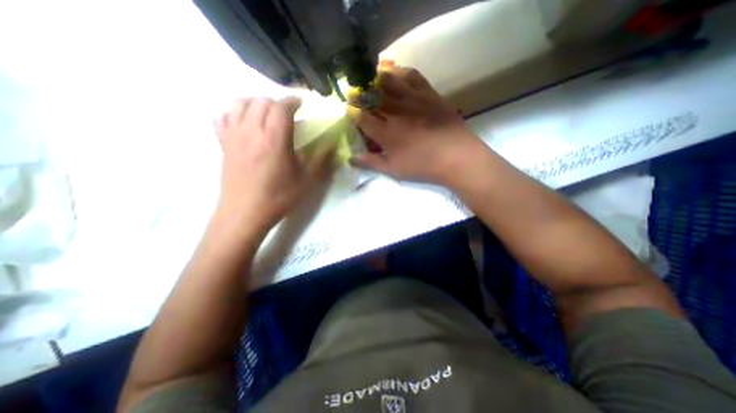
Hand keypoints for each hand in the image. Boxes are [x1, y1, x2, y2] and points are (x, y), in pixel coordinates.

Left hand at [213, 98, 333, 238]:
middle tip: (287, 114)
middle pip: (261, 101)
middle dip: (277, 102)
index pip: (281, 106)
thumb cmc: (279, 197)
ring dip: (255, 103)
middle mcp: (251, 130)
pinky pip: (222, 118)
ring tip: (265, 114)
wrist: (246, 213)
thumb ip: (321, 159)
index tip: (301, 103)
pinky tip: (243, 124)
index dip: (293, 100)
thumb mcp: (307, 180)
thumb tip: (332, 144)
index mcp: (274, 138)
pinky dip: (234, 114)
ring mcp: (233, 136)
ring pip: (239, 104)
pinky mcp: (222, 144)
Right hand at [348, 62, 487, 185]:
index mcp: (385, 132)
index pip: (362, 118)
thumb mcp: (394, 170)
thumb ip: (371, 163)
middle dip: (359, 94)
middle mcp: (395, 111)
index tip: (348, 109)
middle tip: (354, 92)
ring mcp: (412, 99)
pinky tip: (394, 71)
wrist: (455, 156)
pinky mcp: (428, 93)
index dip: (352, 112)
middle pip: (372, 97)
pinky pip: (411, 75)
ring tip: (369, 78)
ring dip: (375, 78)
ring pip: (388, 81)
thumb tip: (351, 159)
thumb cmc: (422, 166)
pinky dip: (400, 70)